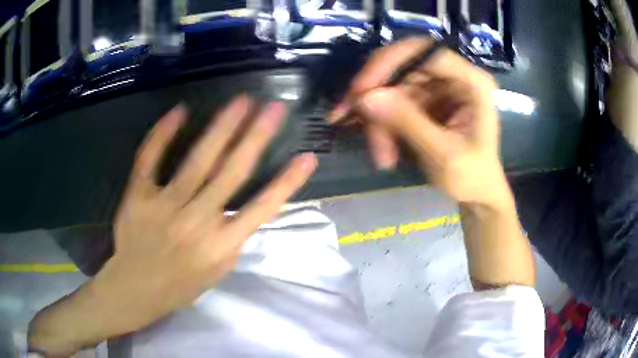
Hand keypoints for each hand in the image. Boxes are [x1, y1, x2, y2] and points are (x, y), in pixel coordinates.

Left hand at [28, 95, 316, 354]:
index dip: (288, 182)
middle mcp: (196, 222)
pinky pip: (149, 159)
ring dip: (222, 127)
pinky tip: (179, 111)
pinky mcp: (138, 197)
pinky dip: (162, 134)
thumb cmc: (180, 286)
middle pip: (232, 172)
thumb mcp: (217, 271)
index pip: (262, 208)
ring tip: (241, 102)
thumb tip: (245, 205)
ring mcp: (164, 206)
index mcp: (220, 246)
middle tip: (274, 107)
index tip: (307, 157)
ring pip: (197, 160)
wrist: (136, 289)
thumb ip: (233, 239)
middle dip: (257, 136)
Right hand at [331, 37, 508, 208]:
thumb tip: (365, 98)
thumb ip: (407, 122)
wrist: (477, 193)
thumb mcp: (443, 154)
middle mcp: (453, 76)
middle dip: (374, 94)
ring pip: (392, 87)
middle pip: (402, 66)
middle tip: (347, 118)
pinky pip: (392, 101)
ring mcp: (437, 86)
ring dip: (378, 120)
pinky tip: (383, 150)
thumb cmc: (472, 177)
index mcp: (471, 81)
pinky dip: (382, 125)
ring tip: (381, 156)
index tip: (360, 90)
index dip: (389, 63)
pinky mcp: (425, 99)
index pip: (425, 52)